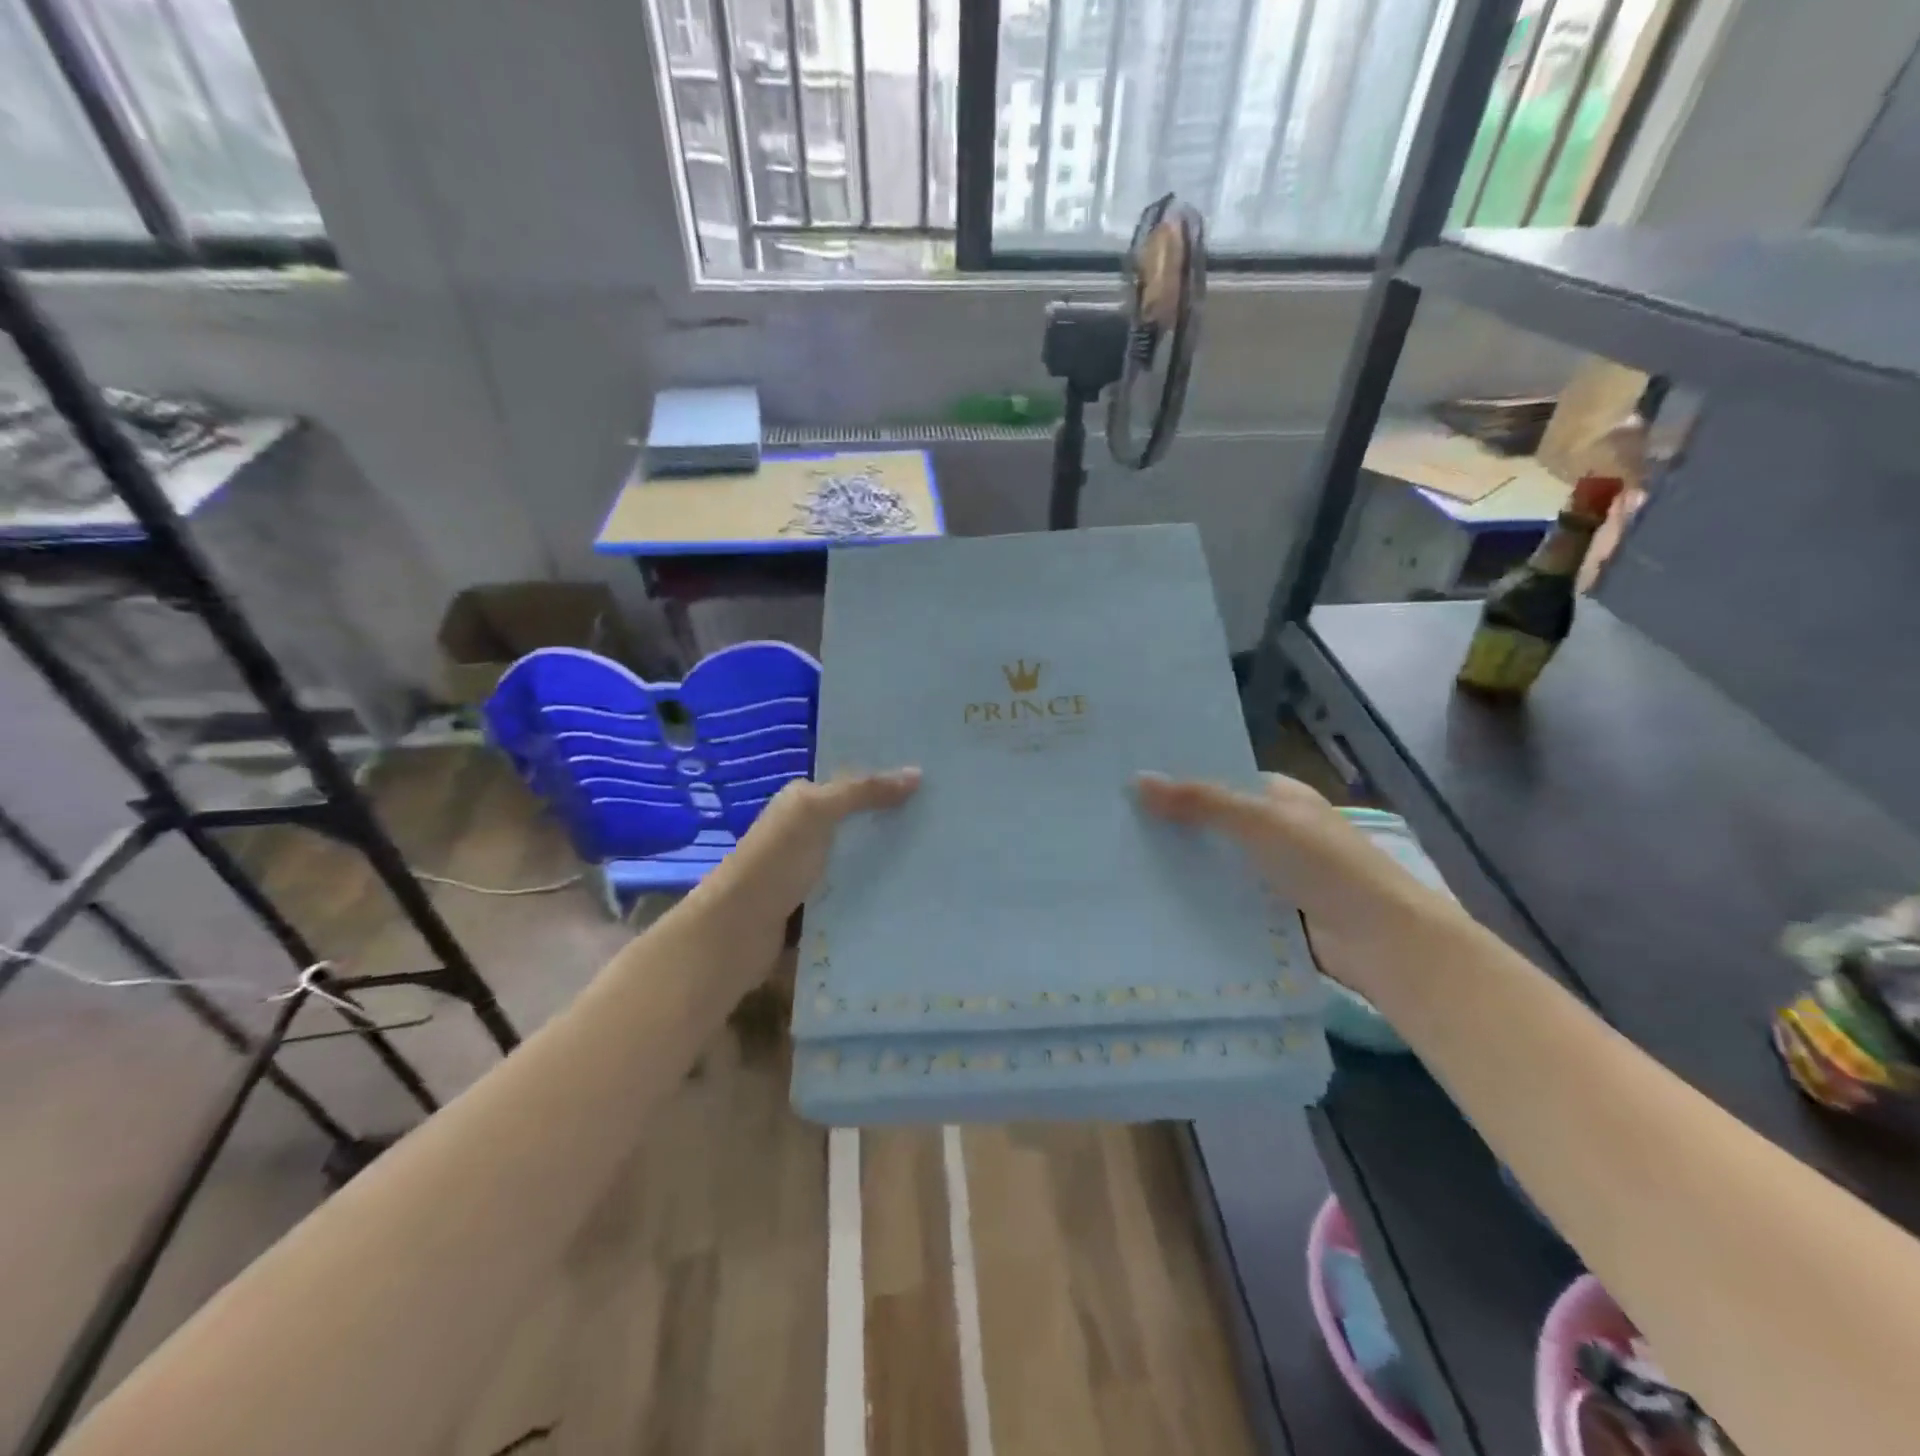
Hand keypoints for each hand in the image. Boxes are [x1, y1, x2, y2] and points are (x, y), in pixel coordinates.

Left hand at [697, 768, 920, 974]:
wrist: (736, 932)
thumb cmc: (774, 862)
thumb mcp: (816, 813)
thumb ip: (862, 792)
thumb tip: (917, 773)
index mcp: (802, 801)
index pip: (853, 781)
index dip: (888, 778)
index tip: (936, 781)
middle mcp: (805, 831)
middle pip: (859, 819)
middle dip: (897, 818)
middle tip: (949, 820)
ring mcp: (811, 870)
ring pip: (860, 856)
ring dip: (891, 858)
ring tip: (941, 857)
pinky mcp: (817, 905)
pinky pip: (855, 890)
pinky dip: (878, 890)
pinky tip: (913, 892)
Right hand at [1135, 771, 1464, 1000]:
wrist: (1382, 942)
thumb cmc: (1325, 866)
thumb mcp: (1260, 822)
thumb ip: (1200, 802)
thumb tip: (1137, 780)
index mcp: (1280, 797)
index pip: (1220, 780)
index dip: (1178, 779)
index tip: (1127, 783)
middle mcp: (1275, 831)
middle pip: (1213, 823)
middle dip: (1171, 826)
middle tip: (1111, 825)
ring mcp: (1272, 875)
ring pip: (1215, 864)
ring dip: (1180, 866)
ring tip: (1118, 863)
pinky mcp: (1268, 915)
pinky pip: (1223, 901)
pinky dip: (1196, 901)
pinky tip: (1152, 901)